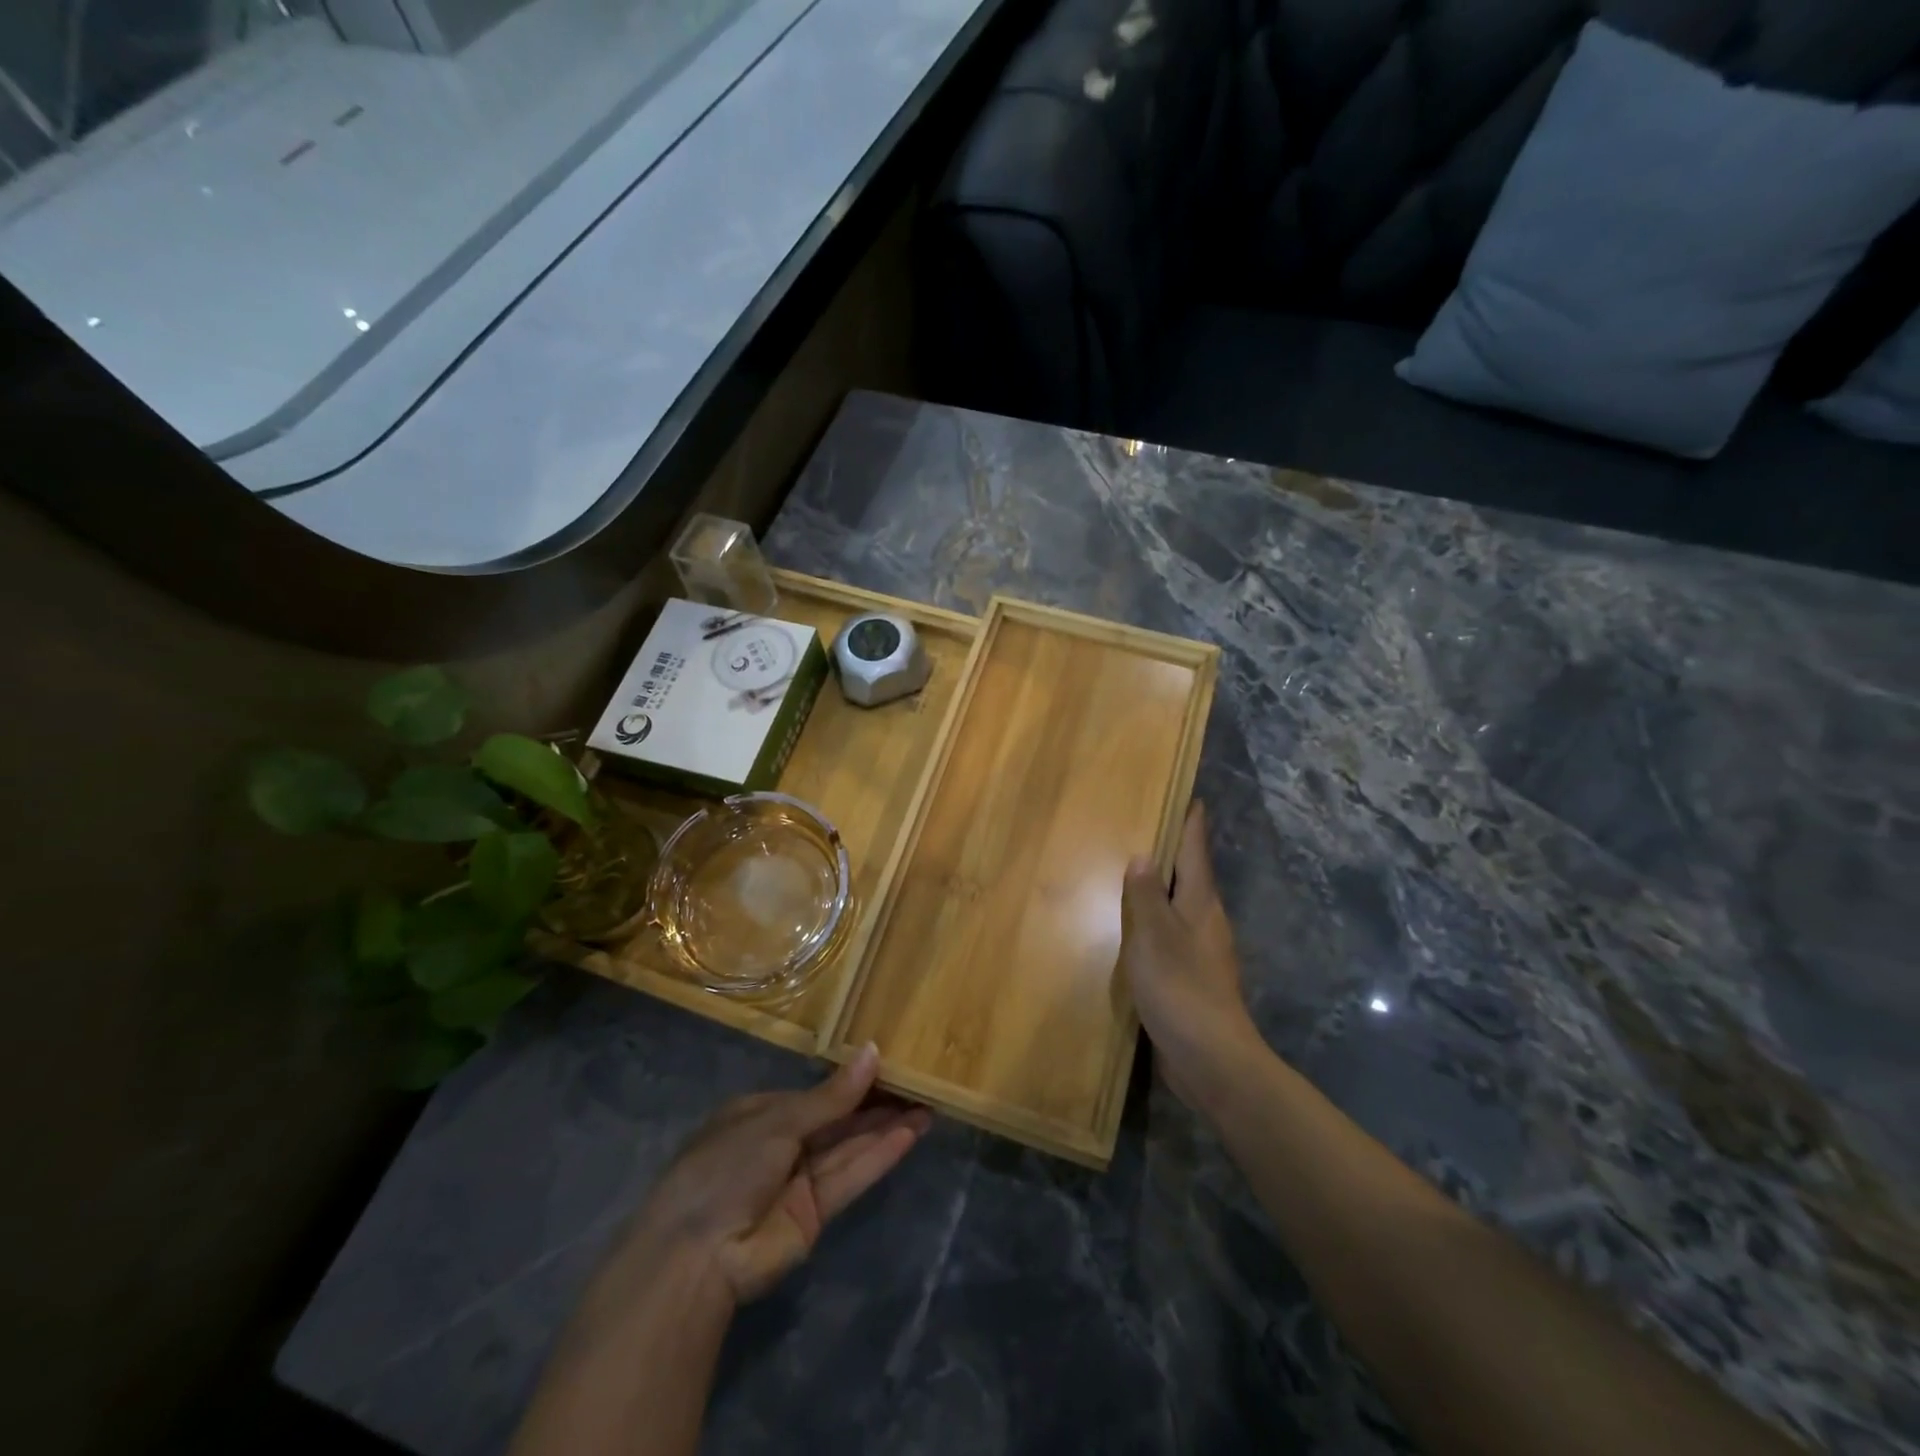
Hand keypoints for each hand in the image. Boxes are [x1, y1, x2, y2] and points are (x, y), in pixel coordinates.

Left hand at [626, 1044, 929, 1304]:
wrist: (697, 1256)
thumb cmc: (726, 1167)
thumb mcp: (777, 1121)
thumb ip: (831, 1096)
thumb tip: (873, 1052)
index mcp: (761, 1113)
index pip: (817, 1092)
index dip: (852, 1079)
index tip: (891, 1063)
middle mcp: (782, 1143)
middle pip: (838, 1119)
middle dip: (877, 1103)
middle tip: (920, 1082)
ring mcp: (799, 1180)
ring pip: (850, 1146)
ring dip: (887, 1127)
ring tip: (928, 1105)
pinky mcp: (816, 1214)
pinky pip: (851, 1175)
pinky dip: (880, 1155)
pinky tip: (910, 1133)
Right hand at [1121, 801, 1264, 1116]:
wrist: (1210, 1058)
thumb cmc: (1180, 987)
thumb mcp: (1154, 935)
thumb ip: (1145, 896)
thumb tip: (1144, 857)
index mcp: (1201, 904)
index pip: (1196, 852)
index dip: (1192, 825)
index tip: (1191, 797)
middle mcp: (1207, 923)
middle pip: (1191, 878)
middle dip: (1174, 854)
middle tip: (1147, 830)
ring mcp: (1202, 953)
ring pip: (1180, 909)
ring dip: (1162, 891)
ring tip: (1134, 875)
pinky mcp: (1192, 980)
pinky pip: (1171, 938)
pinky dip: (1154, 924)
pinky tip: (1134, 931)